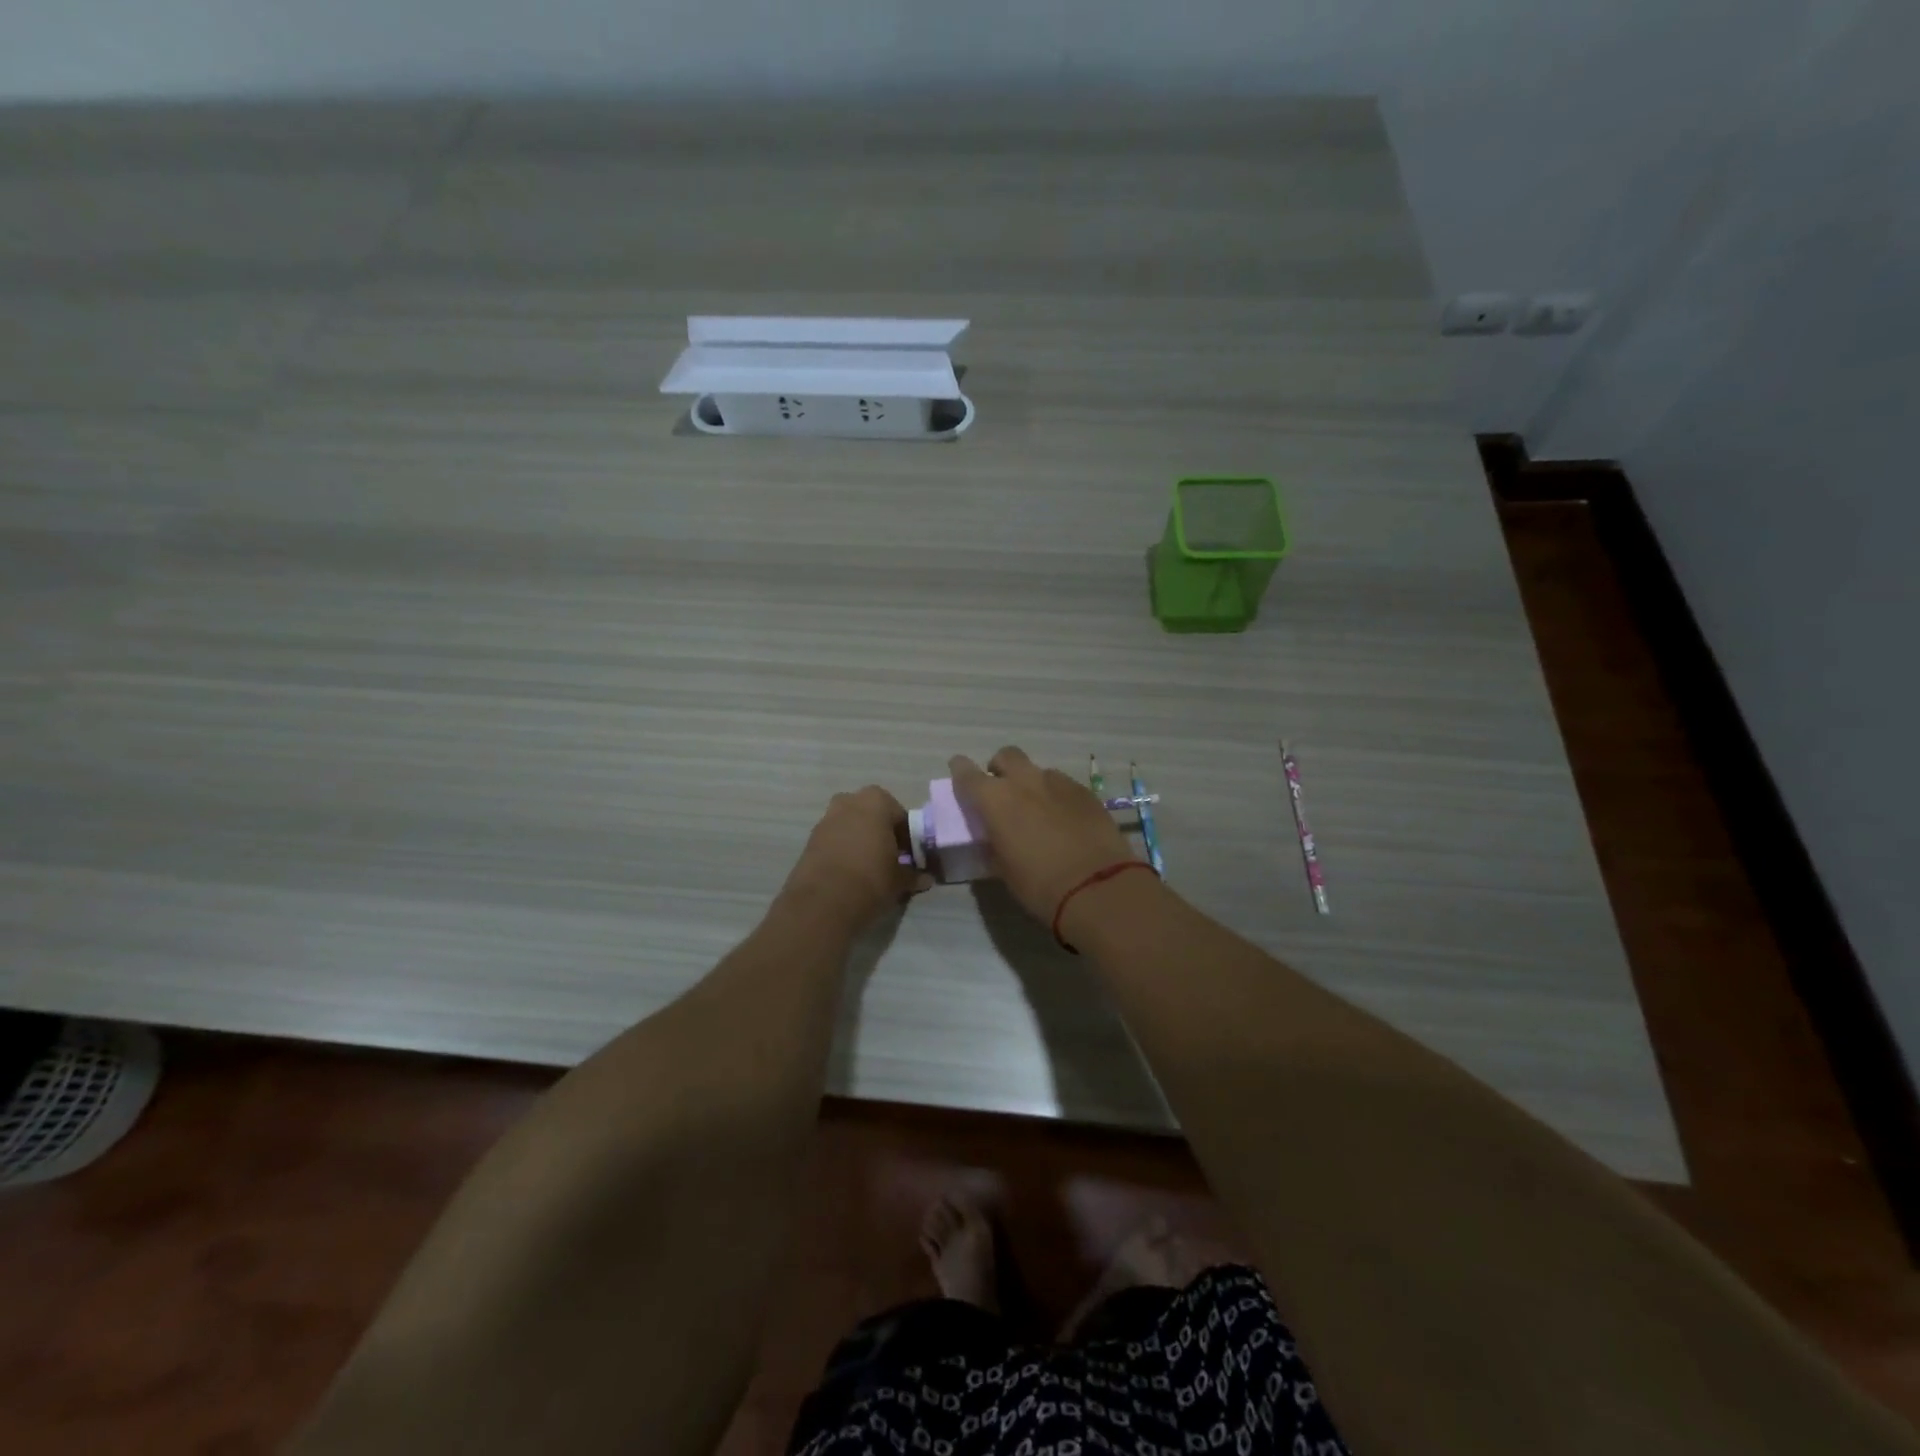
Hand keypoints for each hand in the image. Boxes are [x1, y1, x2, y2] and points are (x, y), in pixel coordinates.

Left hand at [781, 785, 926, 931]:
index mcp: (876, 801)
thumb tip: (926, 878)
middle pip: (872, 815)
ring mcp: (826, 819)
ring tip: (869, 868)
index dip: (907, 837)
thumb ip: (913, 875)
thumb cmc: (871, 879)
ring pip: (851, 826)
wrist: (822, 903)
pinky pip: (834, 839)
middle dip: (881, 833)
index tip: (910, 857)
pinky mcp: (810, 839)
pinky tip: (849, 873)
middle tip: (890, 858)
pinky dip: (843, 850)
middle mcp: (849, 802)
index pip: (900, 815)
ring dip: (860, 840)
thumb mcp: (900, 880)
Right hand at [949, 747, 1137, 923]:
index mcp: (995, 800)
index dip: (960, 770)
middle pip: (1007, 756)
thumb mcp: (1004, 870)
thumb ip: (993, 845)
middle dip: (1000, 767)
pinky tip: (1065, 819)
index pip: (967, 774)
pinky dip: (1057, 796)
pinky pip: (1064, 785)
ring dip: (1032, 784)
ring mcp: (1059, 783)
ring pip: (1038, 771)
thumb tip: (992, 837)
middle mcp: (1024, 782)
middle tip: (1002, 789)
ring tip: (1038, 809)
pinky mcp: (1086, 792)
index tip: (958, 770)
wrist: (1097, 886)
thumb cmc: (1039, 885)